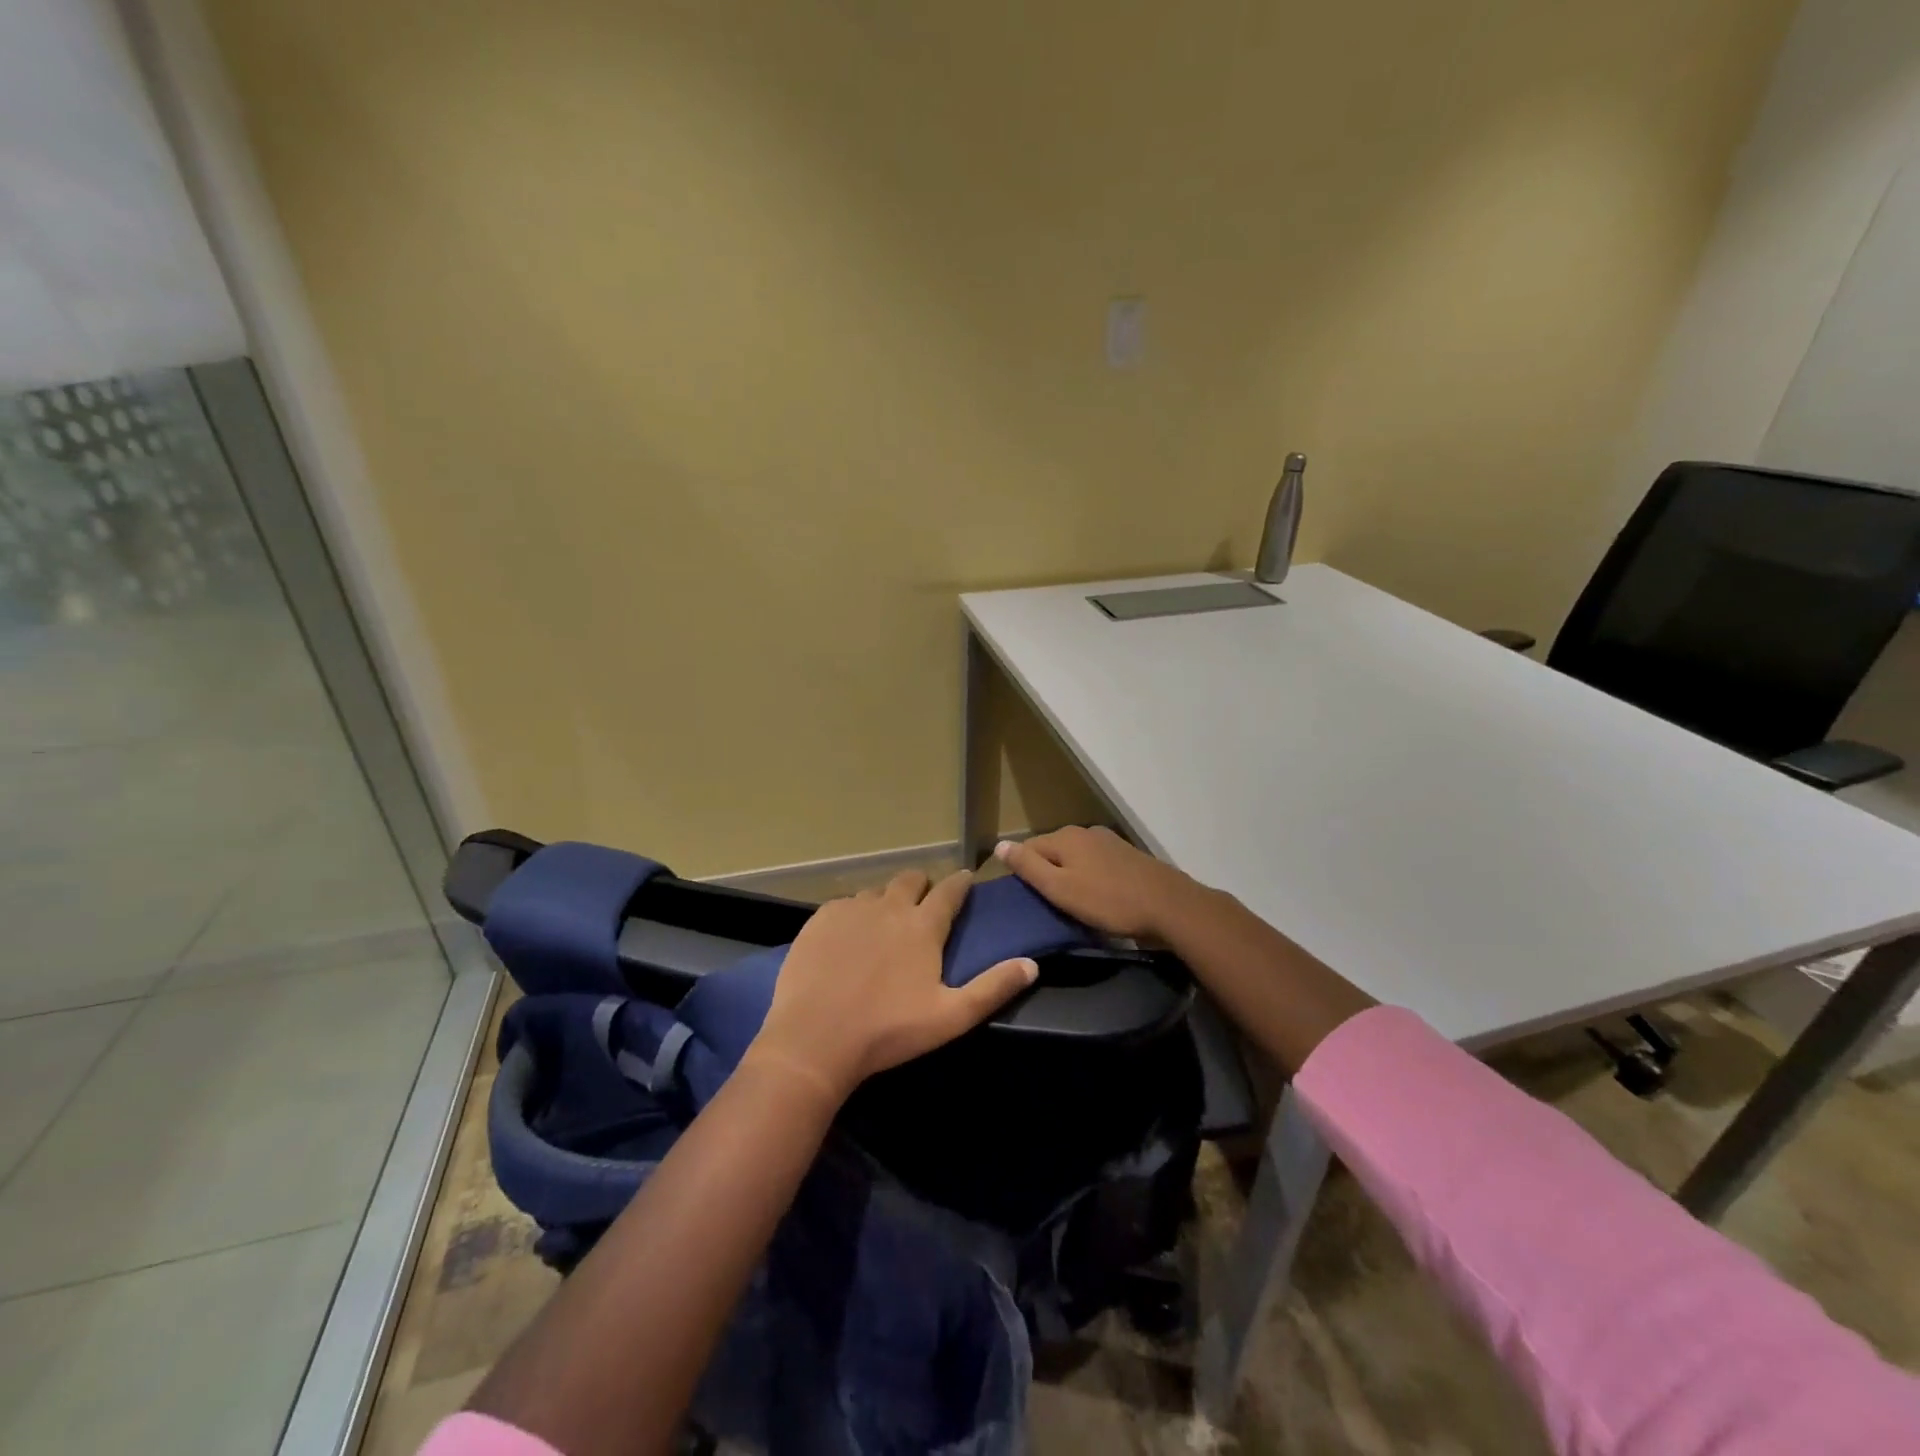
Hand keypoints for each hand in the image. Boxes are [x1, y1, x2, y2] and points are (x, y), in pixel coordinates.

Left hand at [748, 869, 1038, 1101]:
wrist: (814, 1039)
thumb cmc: (888, 1031)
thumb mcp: (951, 1017)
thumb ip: (993, 988)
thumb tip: (1032, 964)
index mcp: (923, 927)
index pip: (949, 891)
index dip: (960, 883)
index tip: (966, 878)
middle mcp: (889, 907)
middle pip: (911, 880)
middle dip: (923, 885)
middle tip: (924, 902)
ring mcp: (852, 910)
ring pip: (876, 892)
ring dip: (887, 900)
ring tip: (885, 923)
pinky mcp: (821, 919)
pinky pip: (844, 904)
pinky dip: (854, 913)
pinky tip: (849, 936)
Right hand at [994, 826, 1200, 939]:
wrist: (1169, 906)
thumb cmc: (1108, 901)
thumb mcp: (1060, 889)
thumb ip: (1028, 867)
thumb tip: (999, 845)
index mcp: (1065, 837)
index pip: (1027, 848)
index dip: (1020, 871)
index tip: (1022, 898)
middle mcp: (1085, 832)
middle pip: (1052, 851)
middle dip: (1045, 873)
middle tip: (1045, 905)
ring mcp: (1109, 842)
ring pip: (1075, 858)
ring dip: (1068, 876)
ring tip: (1069, 904)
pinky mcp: (1127, 856)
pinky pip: (1095, 864)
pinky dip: (1089, 878)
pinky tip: (1096, 897)